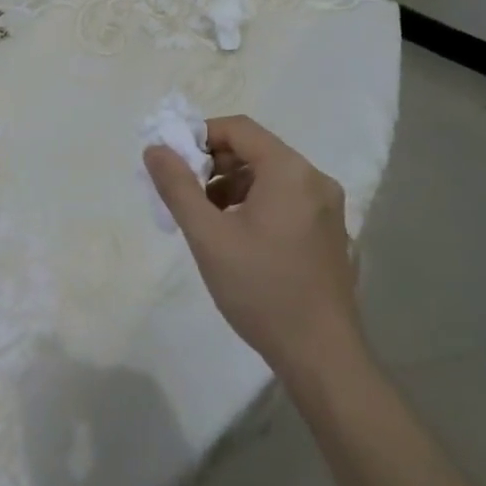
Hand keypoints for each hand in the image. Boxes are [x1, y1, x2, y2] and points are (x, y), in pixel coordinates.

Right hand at [144, 115, 360, 378]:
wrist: (322, 356)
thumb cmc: (261, 290)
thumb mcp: (208, 236)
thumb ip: (177, 187)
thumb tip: (154, 149)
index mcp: (290, 171)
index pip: (239, 129)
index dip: (201, 136)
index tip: (174, 163)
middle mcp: (315, 179)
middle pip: (255, 150)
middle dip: (215, 165)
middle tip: (186, 195)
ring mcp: (328, 207)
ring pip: (270, 177)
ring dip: (233, 186)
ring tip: (208, 221)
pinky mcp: (330, 232)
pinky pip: (286, 199)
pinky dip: (256, 204)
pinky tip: (237, 238)